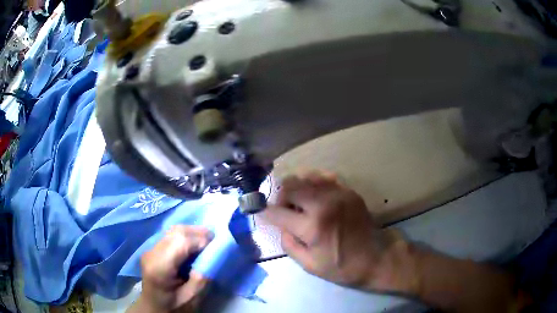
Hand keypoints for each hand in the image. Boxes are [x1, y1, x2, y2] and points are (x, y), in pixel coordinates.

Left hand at [127, 226, 212, 312]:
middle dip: (198, 232)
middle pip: (176, 232)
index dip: (200, 240)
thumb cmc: (173, 307)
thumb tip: (212, 255)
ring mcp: (150, 249)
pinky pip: (170, 236)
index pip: (180, 242)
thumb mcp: (192, 298)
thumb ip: (202, 277)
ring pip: (173, 231)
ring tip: (206, 240)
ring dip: (192, 232)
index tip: (216, 245)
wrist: (154, 308)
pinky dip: (185, 236)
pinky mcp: (152, 249)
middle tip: (214, 239)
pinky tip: (193, 244)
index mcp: (159, 267)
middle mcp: (152, 253)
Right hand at [262, 171, 415, 292]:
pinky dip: (313, 182)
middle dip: (279, 197)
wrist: (377, 257)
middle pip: (289, 186)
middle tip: (283, 209)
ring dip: (295, 188)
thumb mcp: (310, 265)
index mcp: (312, 227)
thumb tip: (280, 226)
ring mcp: (338, 194)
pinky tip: (313, 193)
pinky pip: (324, 176)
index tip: (261, 212)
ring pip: (305, 177)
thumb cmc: (343, 266)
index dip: (265, 212)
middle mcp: (323, 204)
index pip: (277, 212)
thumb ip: (289, 244)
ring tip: (297, 201)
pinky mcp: (348, 191)